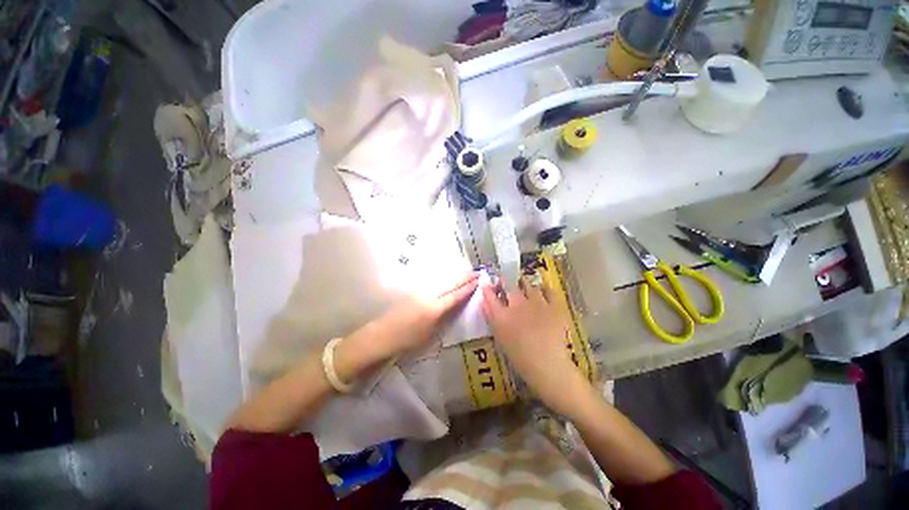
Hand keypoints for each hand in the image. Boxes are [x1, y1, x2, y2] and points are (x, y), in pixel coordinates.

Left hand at [373, 271, 479, 354]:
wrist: (383, 334)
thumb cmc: (408, 339)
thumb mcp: (430, 333)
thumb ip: (443, 317)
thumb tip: (453, 306)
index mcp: (434, 308)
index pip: (455, 295)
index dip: (468, 288)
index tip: (479, 281)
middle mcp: (429, 295)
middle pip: (450, 283)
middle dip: (465, 277)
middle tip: (477, 272)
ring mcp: (420, 290)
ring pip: (442, 279)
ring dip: (456, 275)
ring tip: (466, 272)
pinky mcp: (414, 290)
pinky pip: (433, 281)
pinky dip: (444, 278)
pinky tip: (448, 277)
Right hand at [480, 278, 589, 414]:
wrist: (549, 367)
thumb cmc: (520, 357)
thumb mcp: (500, 337)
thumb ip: (490, 317)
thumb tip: (484, 301)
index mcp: (502, 315)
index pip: (489, 294)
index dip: (488, 287)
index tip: (488, 284)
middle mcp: (517, 304)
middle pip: (508, 284)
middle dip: (505, 280)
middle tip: (505, 282)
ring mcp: (537, 303)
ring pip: (528, 284)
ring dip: (523, 283)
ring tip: (523, 285)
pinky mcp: (553, 305)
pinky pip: (548, 290)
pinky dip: (544, 289)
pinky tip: (542, 291)